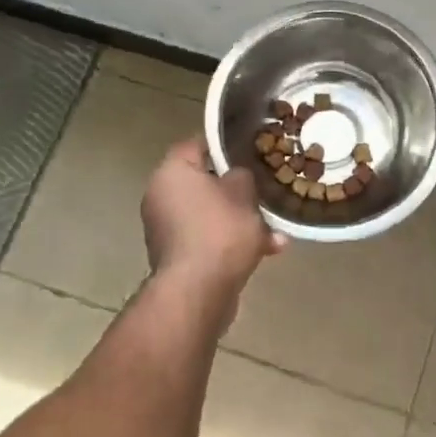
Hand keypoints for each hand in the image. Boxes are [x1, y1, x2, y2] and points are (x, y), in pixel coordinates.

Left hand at [141, 139, 285, 297]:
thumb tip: (237, 176)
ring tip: (275, 228)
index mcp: (171, 173)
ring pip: (211, 214)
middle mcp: (161, 197)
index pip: (197, 144)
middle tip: (264, 189)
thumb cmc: (219, 231)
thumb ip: (242, 175)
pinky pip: (209, 238)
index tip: (251, 148)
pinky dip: (232, 241)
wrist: (198, 292)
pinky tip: (266, 250)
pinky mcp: (177, 257)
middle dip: (238, 189)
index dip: (225, 144)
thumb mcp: (243, 192)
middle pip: (205, 182)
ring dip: (241, 219)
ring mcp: (167, 229)